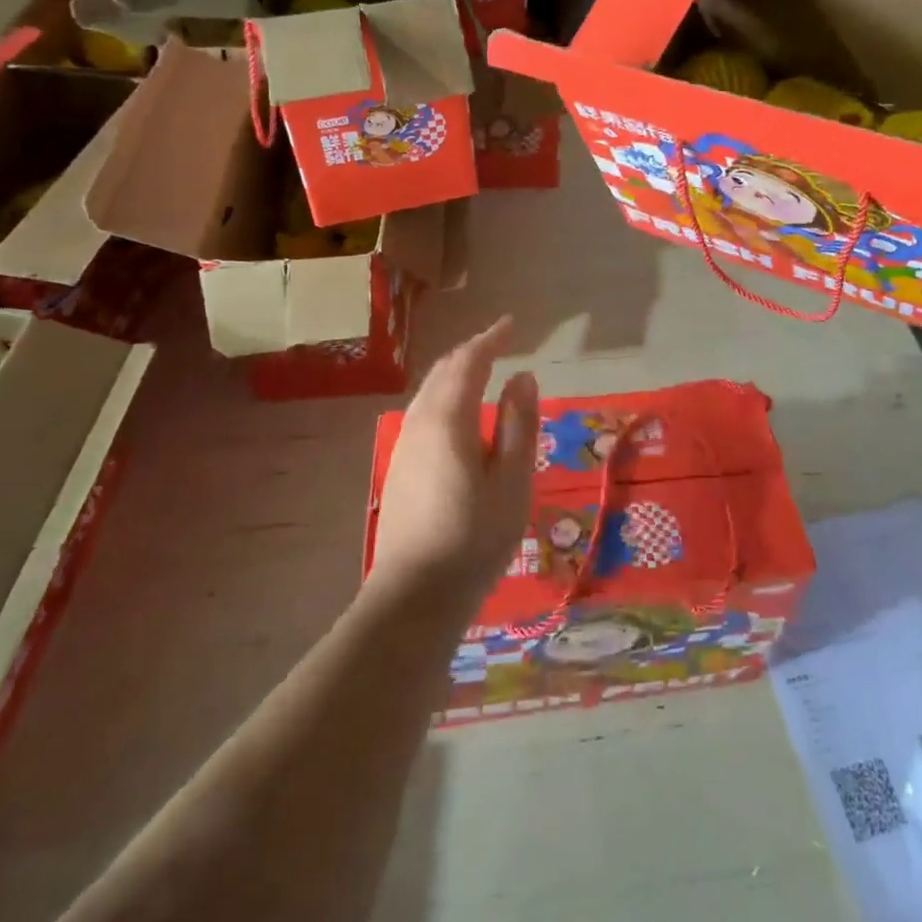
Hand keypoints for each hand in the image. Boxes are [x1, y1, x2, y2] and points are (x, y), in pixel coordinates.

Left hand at [370, 317, 539, 604]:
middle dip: (471, 351)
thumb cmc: (474, 538)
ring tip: (483, 370)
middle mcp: (419, 422)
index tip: (511, 324)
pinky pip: (424, 412)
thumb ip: (518, 424)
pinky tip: (459, 414)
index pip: (469, 363)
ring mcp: (404, 446)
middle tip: (499, 342)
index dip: (491, 339)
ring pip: (430, 392)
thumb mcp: (513, 481)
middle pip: (444, 372)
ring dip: (456, 373)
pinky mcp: (400, 468)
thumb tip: (522, 376)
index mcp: (448, 419)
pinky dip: (446, 396)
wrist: (414, 597)